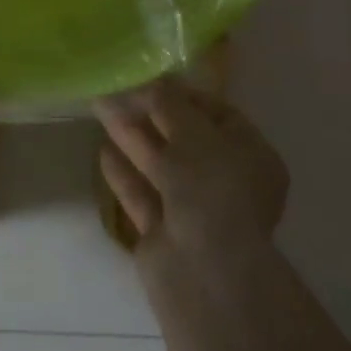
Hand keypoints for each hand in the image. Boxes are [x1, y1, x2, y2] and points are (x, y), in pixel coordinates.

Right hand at [95, 76, 287, 268]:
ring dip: (131, 137)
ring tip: (100, 108)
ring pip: (159, 165)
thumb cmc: (210, 188)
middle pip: (184, 139)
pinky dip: (124, 174)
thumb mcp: (192, 130)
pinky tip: (102, 152)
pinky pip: (142, 195)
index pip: (218, 115)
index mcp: (251, 156)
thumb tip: (151, 83)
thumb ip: (168, 101)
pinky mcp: (164, 235)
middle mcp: (226, 183)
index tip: (151, 79)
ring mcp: (195, 212)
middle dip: (150, 113)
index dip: (184, 95)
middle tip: (117, 89)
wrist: (204, 272)